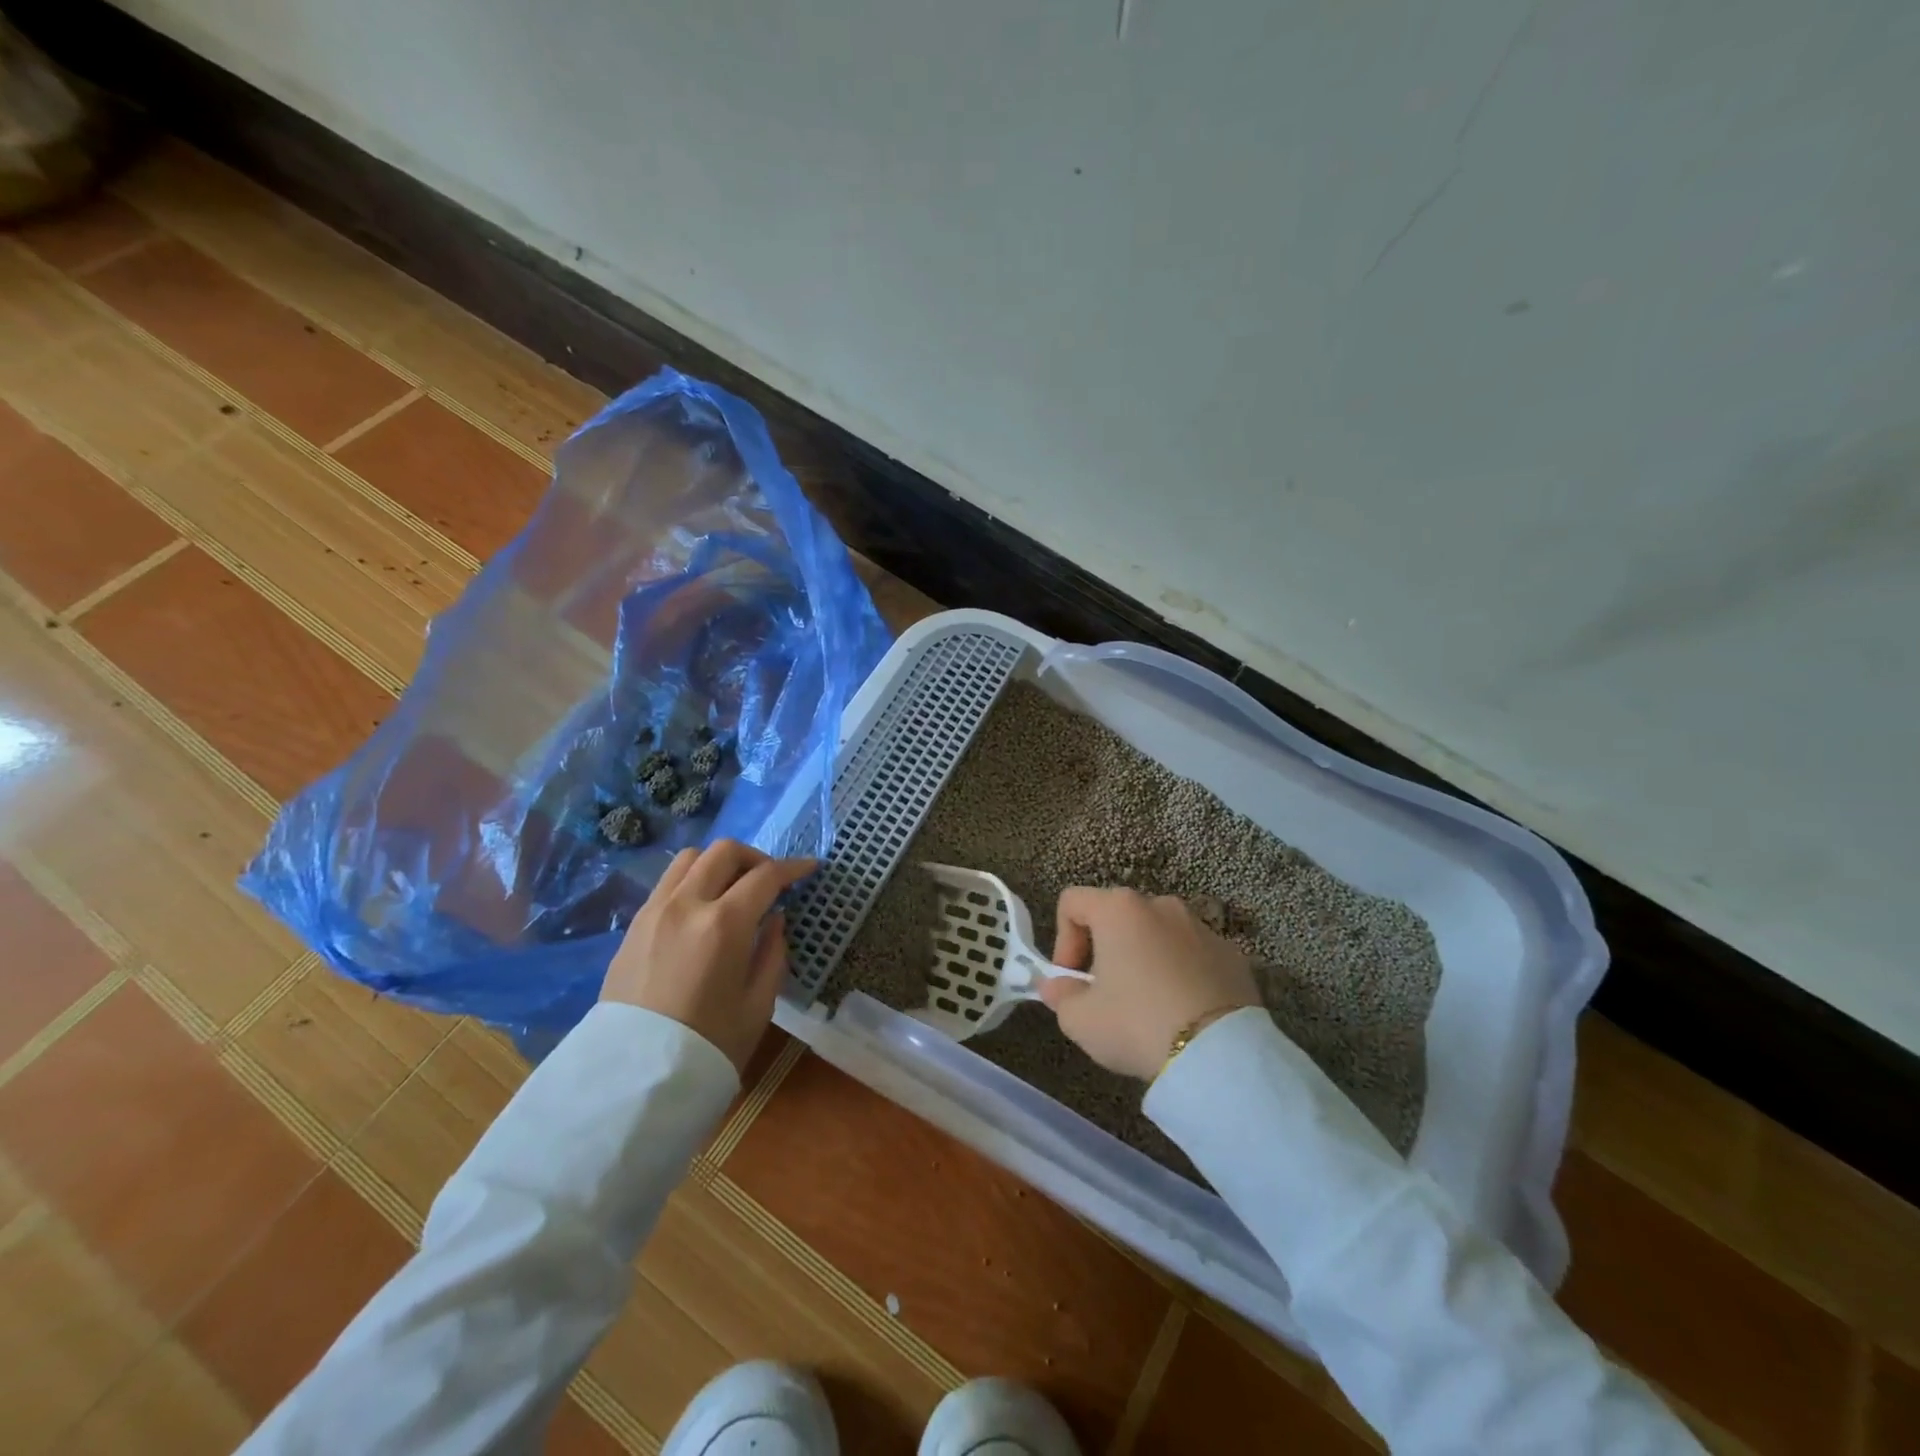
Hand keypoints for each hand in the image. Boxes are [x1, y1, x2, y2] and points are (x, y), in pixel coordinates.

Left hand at [601, 839, 816, 1074]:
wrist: (636, 1077)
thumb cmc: (709, 1044)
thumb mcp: (758, 1004)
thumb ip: (773, 952)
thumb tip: (774, 919)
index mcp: (724, 924)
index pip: (766, 876)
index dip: (793, 867)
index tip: (809, 868)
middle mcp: (687, 904)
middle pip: (724, 852)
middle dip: (755, 858)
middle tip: (770, 881)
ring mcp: (655, 911)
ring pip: (690, 858)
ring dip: (718, 864)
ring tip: (733, 889)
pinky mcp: (634, 925)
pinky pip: (667, 882)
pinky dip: (692, 880)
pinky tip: (702, 908)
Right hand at [1039, 887, 1259, 1080]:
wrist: (1218, 1054)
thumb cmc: (1136, 1023)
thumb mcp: (1080, 1020)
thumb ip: (1061, 995)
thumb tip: (1057, 986)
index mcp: (1119, 909)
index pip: (1072, 902)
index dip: (1062, 938)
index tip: (1071, 979)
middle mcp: (1161, 905)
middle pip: (1118, 917)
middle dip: (1105, 950)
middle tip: (1105, 994)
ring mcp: (1201, 927)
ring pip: (1158, 935)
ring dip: (1145, 959)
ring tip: (1147, 1005)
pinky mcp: (1233, 955)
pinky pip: (1193, 956)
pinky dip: (1181, 974)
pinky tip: (1183, 1012)